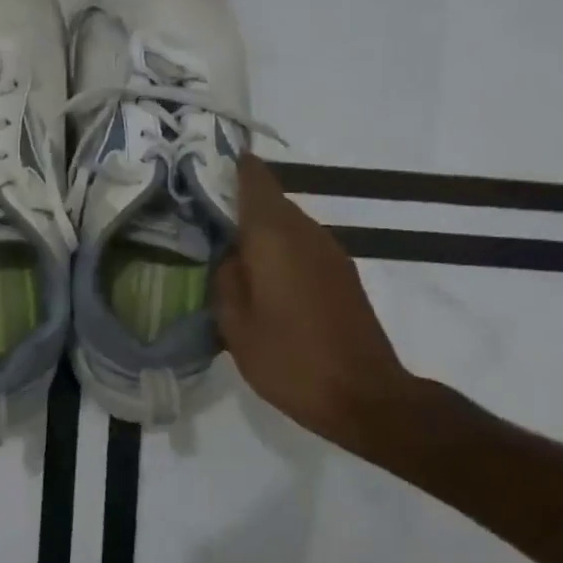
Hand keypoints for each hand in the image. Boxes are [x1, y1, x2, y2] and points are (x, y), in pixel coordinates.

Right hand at [214, 154, 417, 453]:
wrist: (363, 396)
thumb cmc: (290, 360)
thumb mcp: (235, 325)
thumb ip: (225, 279)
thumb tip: (228, 254)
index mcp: (276, 237)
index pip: (254, 180)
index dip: (228, 167)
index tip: (199, 166)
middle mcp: (307, 232)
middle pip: (269, 200)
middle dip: (236, 202)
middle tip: (198, 216)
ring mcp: (330, 252)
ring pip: (286, 223)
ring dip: (257, 229)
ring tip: (223, 249)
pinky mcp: (341, 274)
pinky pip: (300, 245)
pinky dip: (276, 249)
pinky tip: (258, 276)